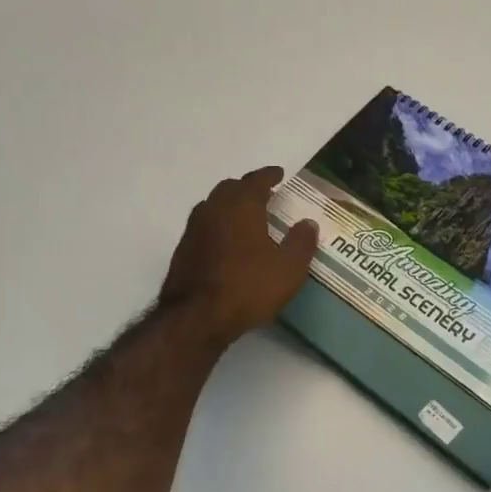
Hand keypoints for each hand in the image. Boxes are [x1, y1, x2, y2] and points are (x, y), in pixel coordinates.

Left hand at [161, 167, 319, 345]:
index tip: (279, 174)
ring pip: (212, 206)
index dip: (268, 175)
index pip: (255, 181)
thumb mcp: (289, 268)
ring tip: (245, 217)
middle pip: (229, 188)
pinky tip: (226, 242)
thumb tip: (308, 223)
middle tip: (263, 194)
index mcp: (241, 206)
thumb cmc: (248, 287)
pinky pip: (203, 227)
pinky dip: (217, 226)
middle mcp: (214, 210)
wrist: (196, 318)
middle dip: (247, 187)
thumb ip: (301, 242)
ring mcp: (193, 230)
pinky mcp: (182, 251)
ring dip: (229, 205)